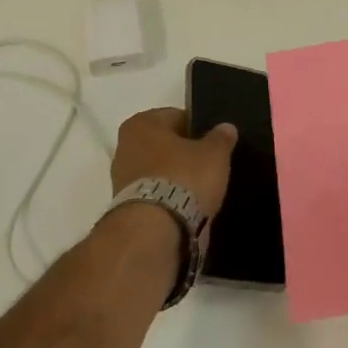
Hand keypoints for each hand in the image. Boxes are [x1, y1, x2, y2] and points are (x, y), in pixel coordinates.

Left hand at [109, 107, 235, 218]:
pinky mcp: (124, 207)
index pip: (177, 116)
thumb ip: (221, 138)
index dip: (198, 129)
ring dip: (174, 178)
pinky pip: (153, 194)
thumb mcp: (214, 154)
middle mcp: (125, 144)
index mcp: (142, 122)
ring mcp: (121, 178)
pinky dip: (167, 199)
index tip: (213, 144)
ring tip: (199, 192)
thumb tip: (226, 127)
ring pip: (157, 171)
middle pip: (164, 144)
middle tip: (208, 167)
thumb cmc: (184, 178)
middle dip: (183, 154)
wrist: (154, 230)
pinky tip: (185, 208)